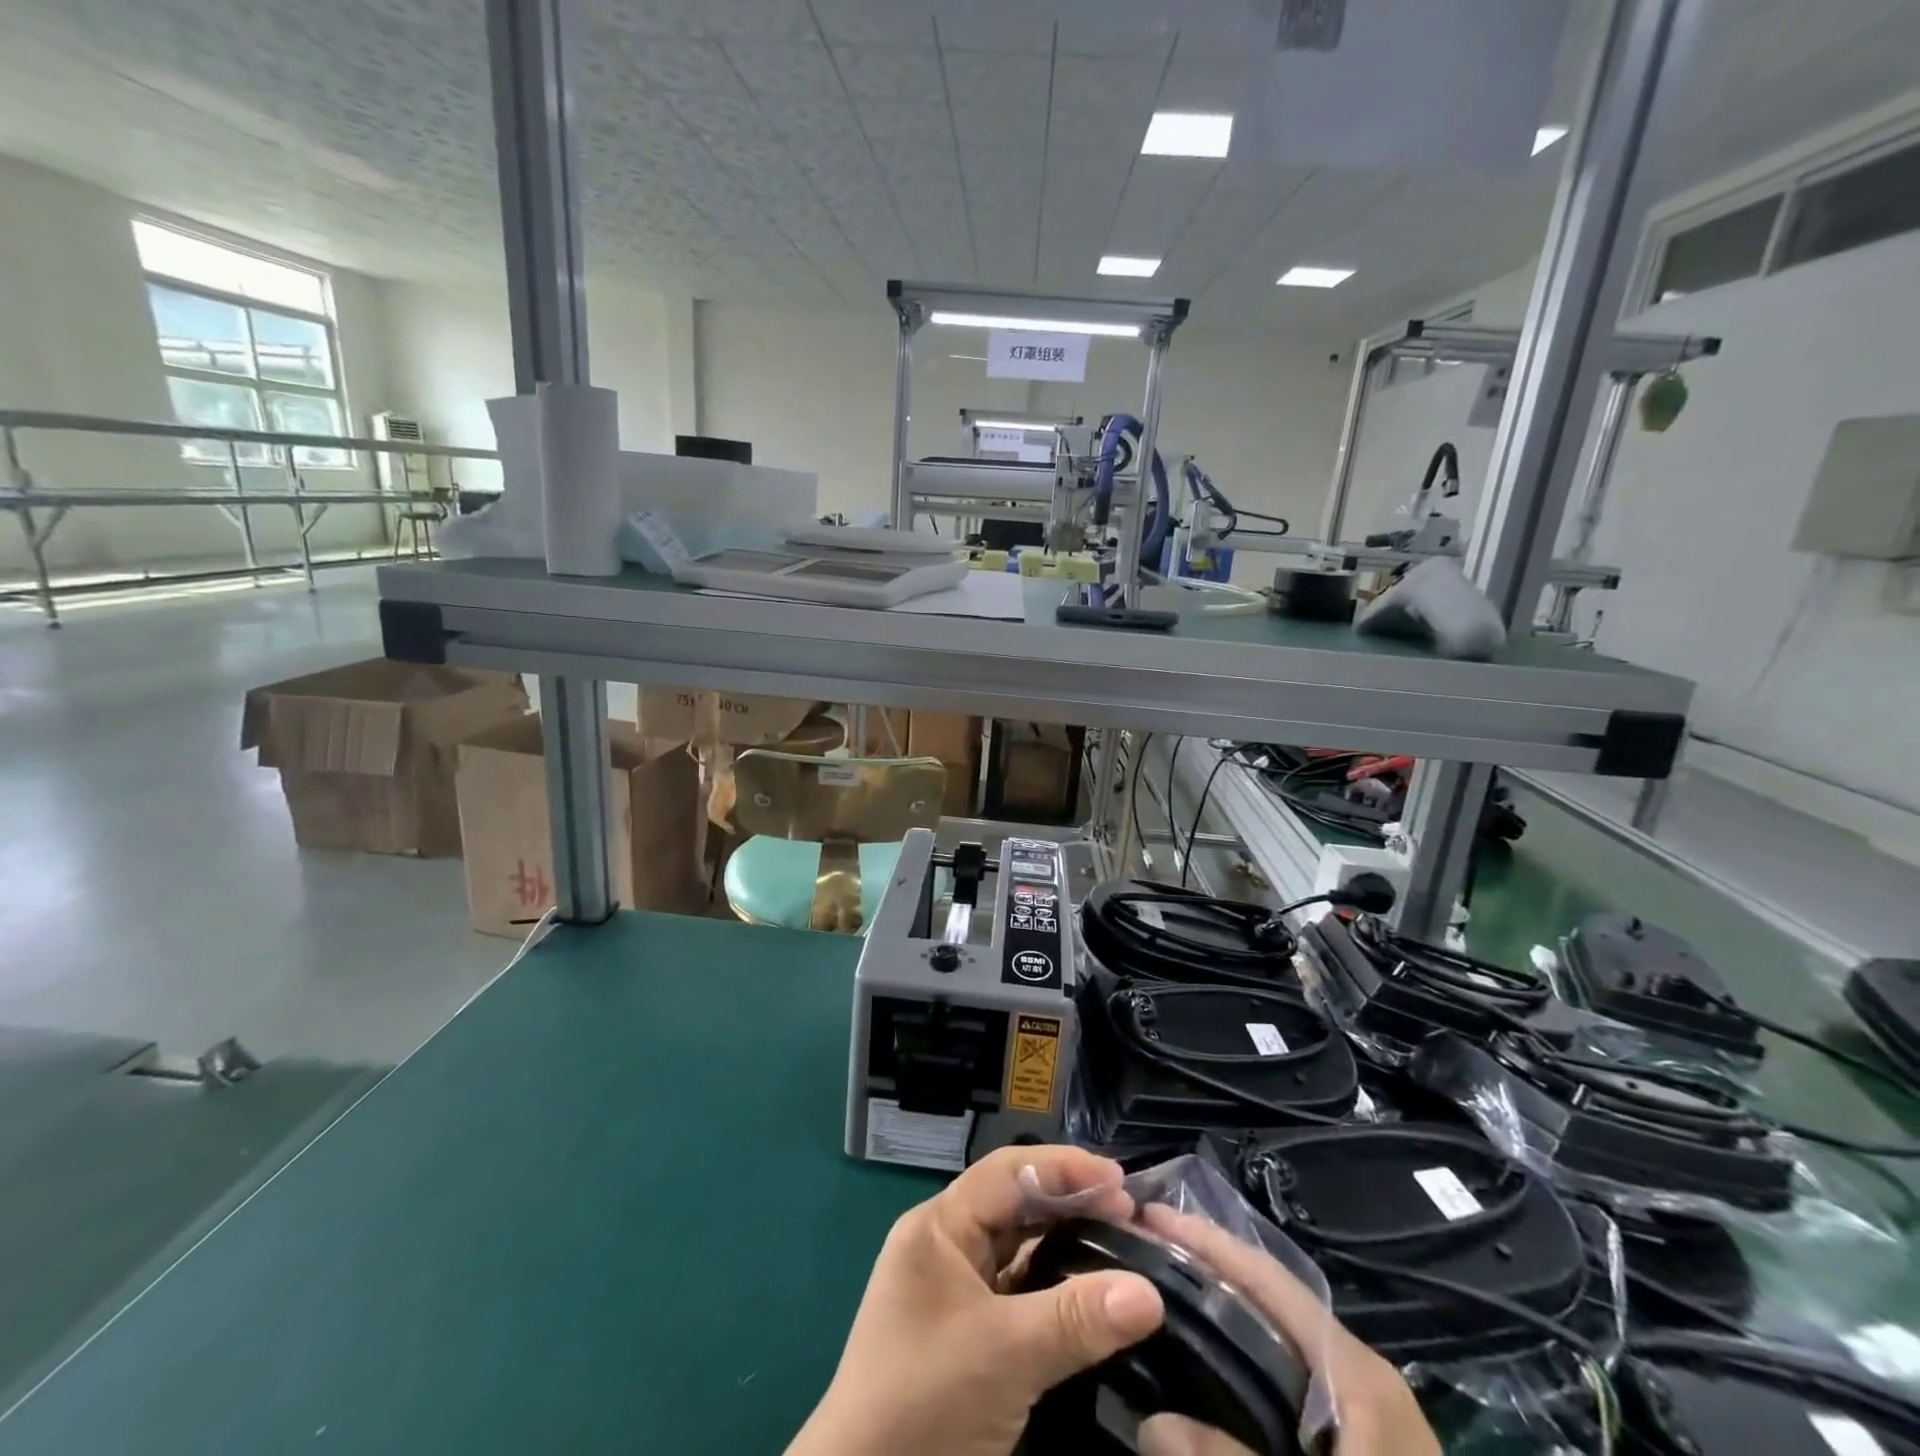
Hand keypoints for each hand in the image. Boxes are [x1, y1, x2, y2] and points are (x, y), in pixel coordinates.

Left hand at [786, 1145, 1165, 1455]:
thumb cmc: (924, 1400)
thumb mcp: (1004, 1355)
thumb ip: (1076, 1319)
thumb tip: (1151, 1293)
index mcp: (939, 1226)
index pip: (1007, 1174)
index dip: (1064, 1168)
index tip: (1121, 1181)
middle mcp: (945, 1246)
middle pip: (1015, 1207)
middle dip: (1071, 1205)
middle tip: (1131, 1215)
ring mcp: (954, 1291)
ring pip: (1019, 1251)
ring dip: (1066, 1246)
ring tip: (1121, 1246)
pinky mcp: (967, 1334)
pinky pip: (1018, 1293)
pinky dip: (1054, 1288)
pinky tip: (1091, 1296)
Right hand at [1134, 1206, 1439, 1455]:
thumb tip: (1150, 1422)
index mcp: (1356, 1373)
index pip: (1270, 1279)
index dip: (1208, 1240)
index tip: (1149, 1215)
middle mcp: (1360, 1374)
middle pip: (1271, 1298)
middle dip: (1209, 1267)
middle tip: (1143, 1252)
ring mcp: (1363, 1411)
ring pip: (1279, 1337)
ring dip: (1224, 1310)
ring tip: (1164, 1295)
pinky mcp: (1360, 1444)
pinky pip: (1289, 1378)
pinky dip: (1245, 1357)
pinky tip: (1211, 1370)